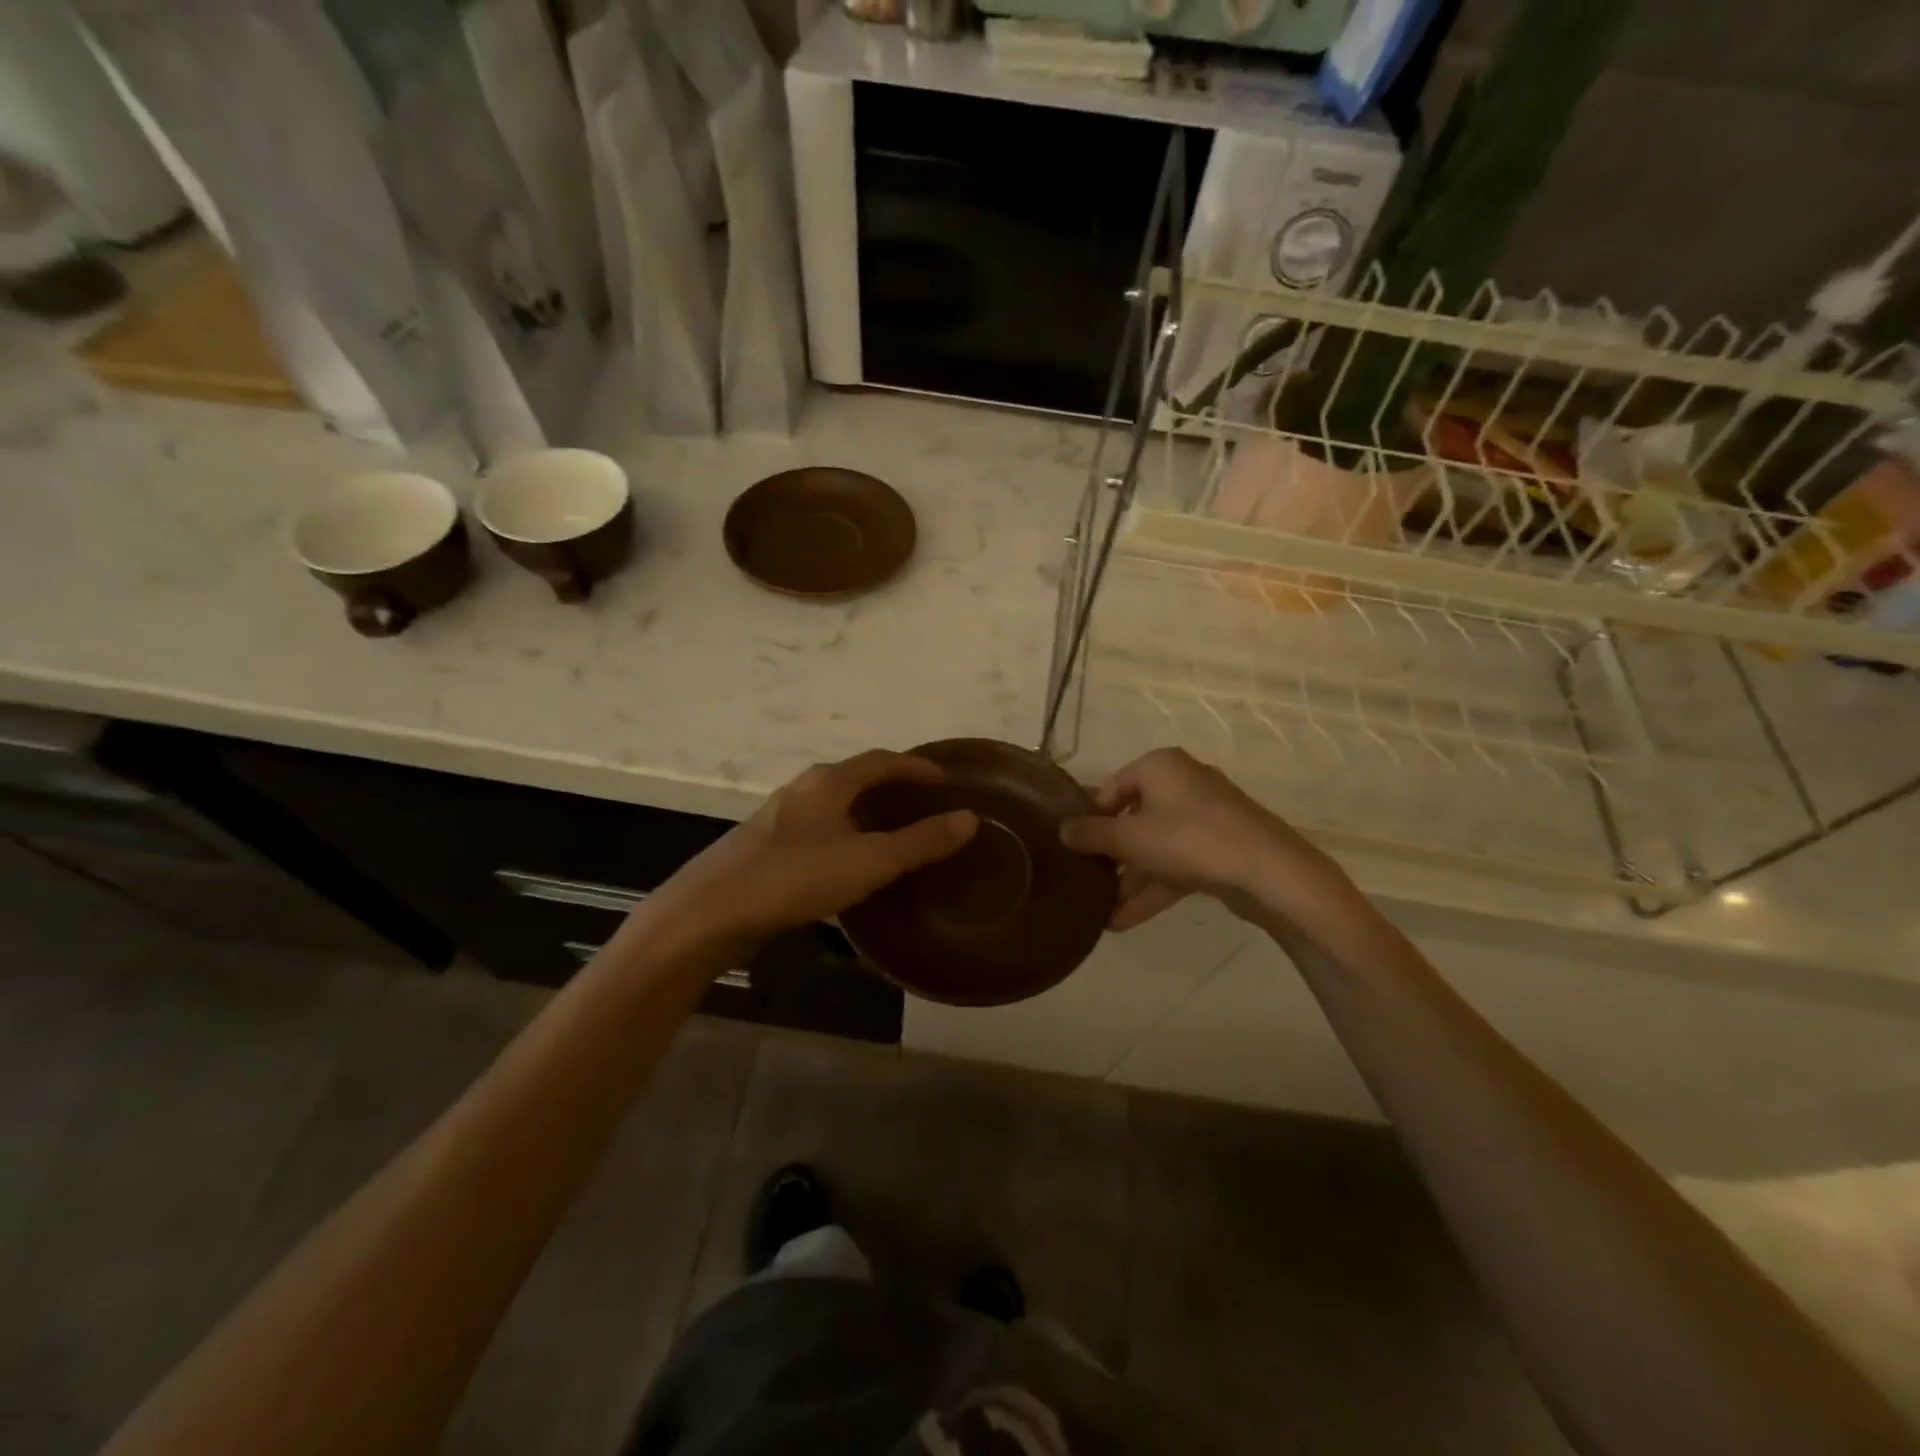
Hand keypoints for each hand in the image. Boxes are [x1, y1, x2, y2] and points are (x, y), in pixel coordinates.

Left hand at [654, 750, 976, 940]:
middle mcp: (803, 789)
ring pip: (834, 806)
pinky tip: (849, 866)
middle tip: (924, 806)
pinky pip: (818, 830)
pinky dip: (844, 836)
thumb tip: (969, 818)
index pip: (882, 760)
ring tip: (893, 835)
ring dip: (866, 813)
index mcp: (829, 782)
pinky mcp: (765, 846)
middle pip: (856, 778)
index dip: (915, 767)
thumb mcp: (868, 861)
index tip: (944, 779)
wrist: (710, 912)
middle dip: (891, 787)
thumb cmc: (795, 878)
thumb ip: (920, 841)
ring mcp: (780, 818)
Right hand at [1059, 748, 1351, 932]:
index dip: (1091, 817)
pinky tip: (1124, 920)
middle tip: (1086, 880)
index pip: (1112, 787)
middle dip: (1111, 855)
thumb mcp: (1131, 837)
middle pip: (1134, 818)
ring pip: (1156, 847)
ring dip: (1130, 880)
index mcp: (1160, 767)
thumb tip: (1062, 830)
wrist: (1269, 871)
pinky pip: (1176, 865)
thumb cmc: (1190, 839)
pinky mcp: (1220, 849)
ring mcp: (1205, 818)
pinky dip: (1153, 888)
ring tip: (1100, 911)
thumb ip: (1091, 834)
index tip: (1075, 847)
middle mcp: (1182, 784)